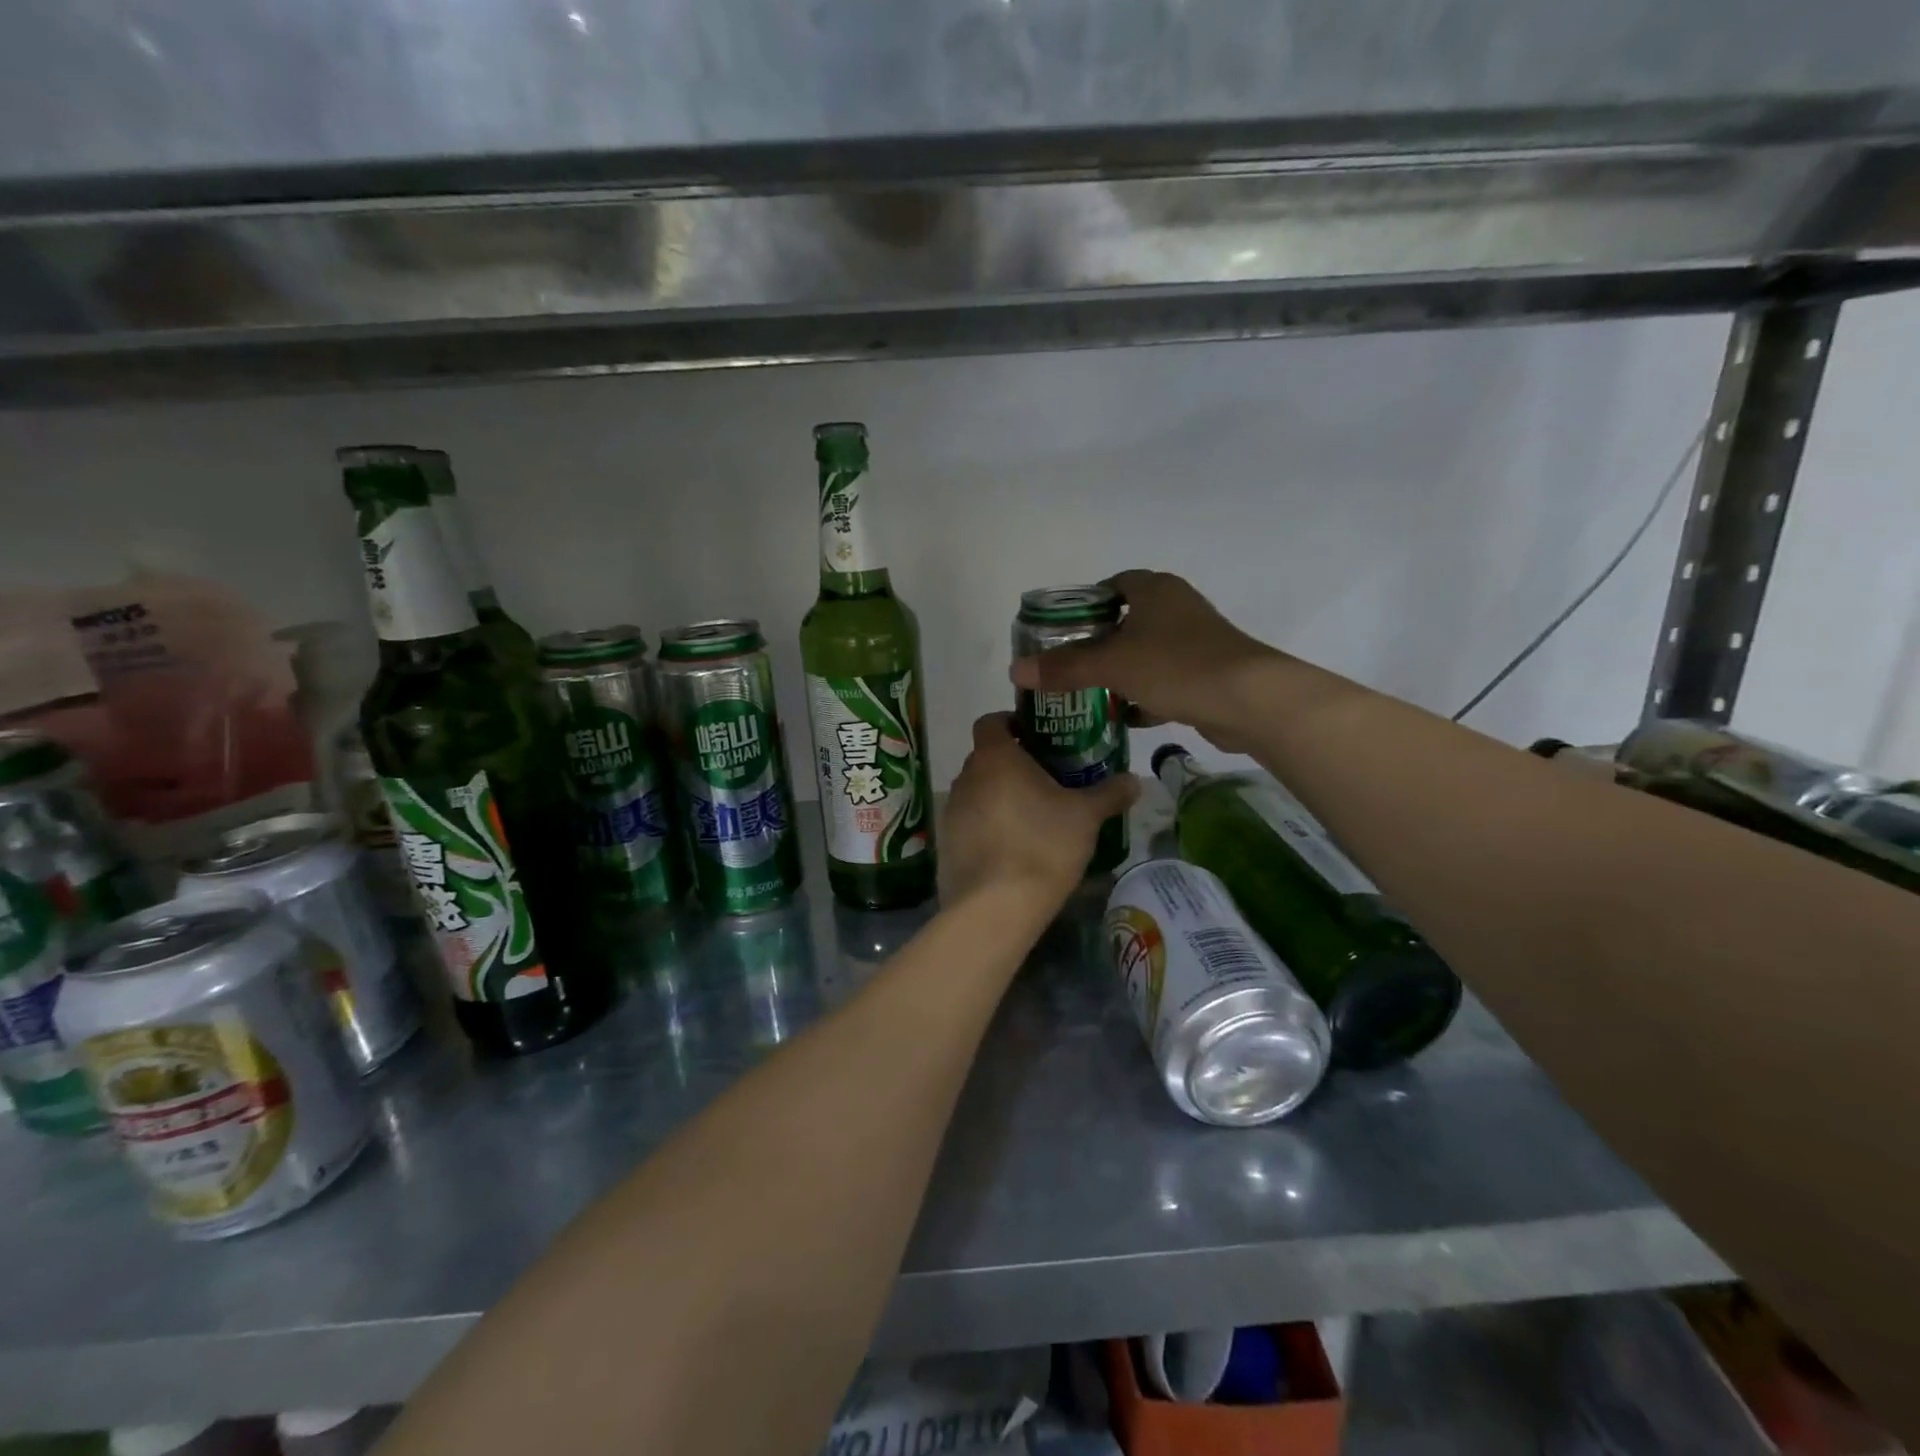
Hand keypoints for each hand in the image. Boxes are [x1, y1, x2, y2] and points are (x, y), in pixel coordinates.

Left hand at [942, 712, 1138, 906]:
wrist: (995, 906)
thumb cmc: (1042, 845)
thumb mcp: (1085, 817)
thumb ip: (1109, 793)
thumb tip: (1135, 780)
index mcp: (994, 757)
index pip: (991, 721)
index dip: (1012, 723)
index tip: (1037, 738)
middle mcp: (966, 777)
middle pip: (986, 758)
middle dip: (1013, 764)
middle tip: (1046, 779)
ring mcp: (951, 811)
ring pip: (978, 791)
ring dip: (999, 796)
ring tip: (1032, 816)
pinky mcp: (945, 843)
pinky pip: (969, 823)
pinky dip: (988, 826)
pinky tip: (1013, 848)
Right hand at [1009, 570, 1277, 750]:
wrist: (1250, 700)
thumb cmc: (1176, 666)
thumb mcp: (1112, 665)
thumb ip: (1064, 667)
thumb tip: (1015, 671)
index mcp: (1155, 591)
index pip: (1112, 585)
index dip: (1085, 604)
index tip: (1060, 630)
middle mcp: (1176, 609)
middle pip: (1127, 622)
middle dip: (1098, 644)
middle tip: (1066, 666)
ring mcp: (1194, 643)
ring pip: (1145, 654)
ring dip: (1120, 673)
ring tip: (1087, 694)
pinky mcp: (1206, 675)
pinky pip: (1164, 681)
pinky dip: (1144, 697)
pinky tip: (1123, 717)